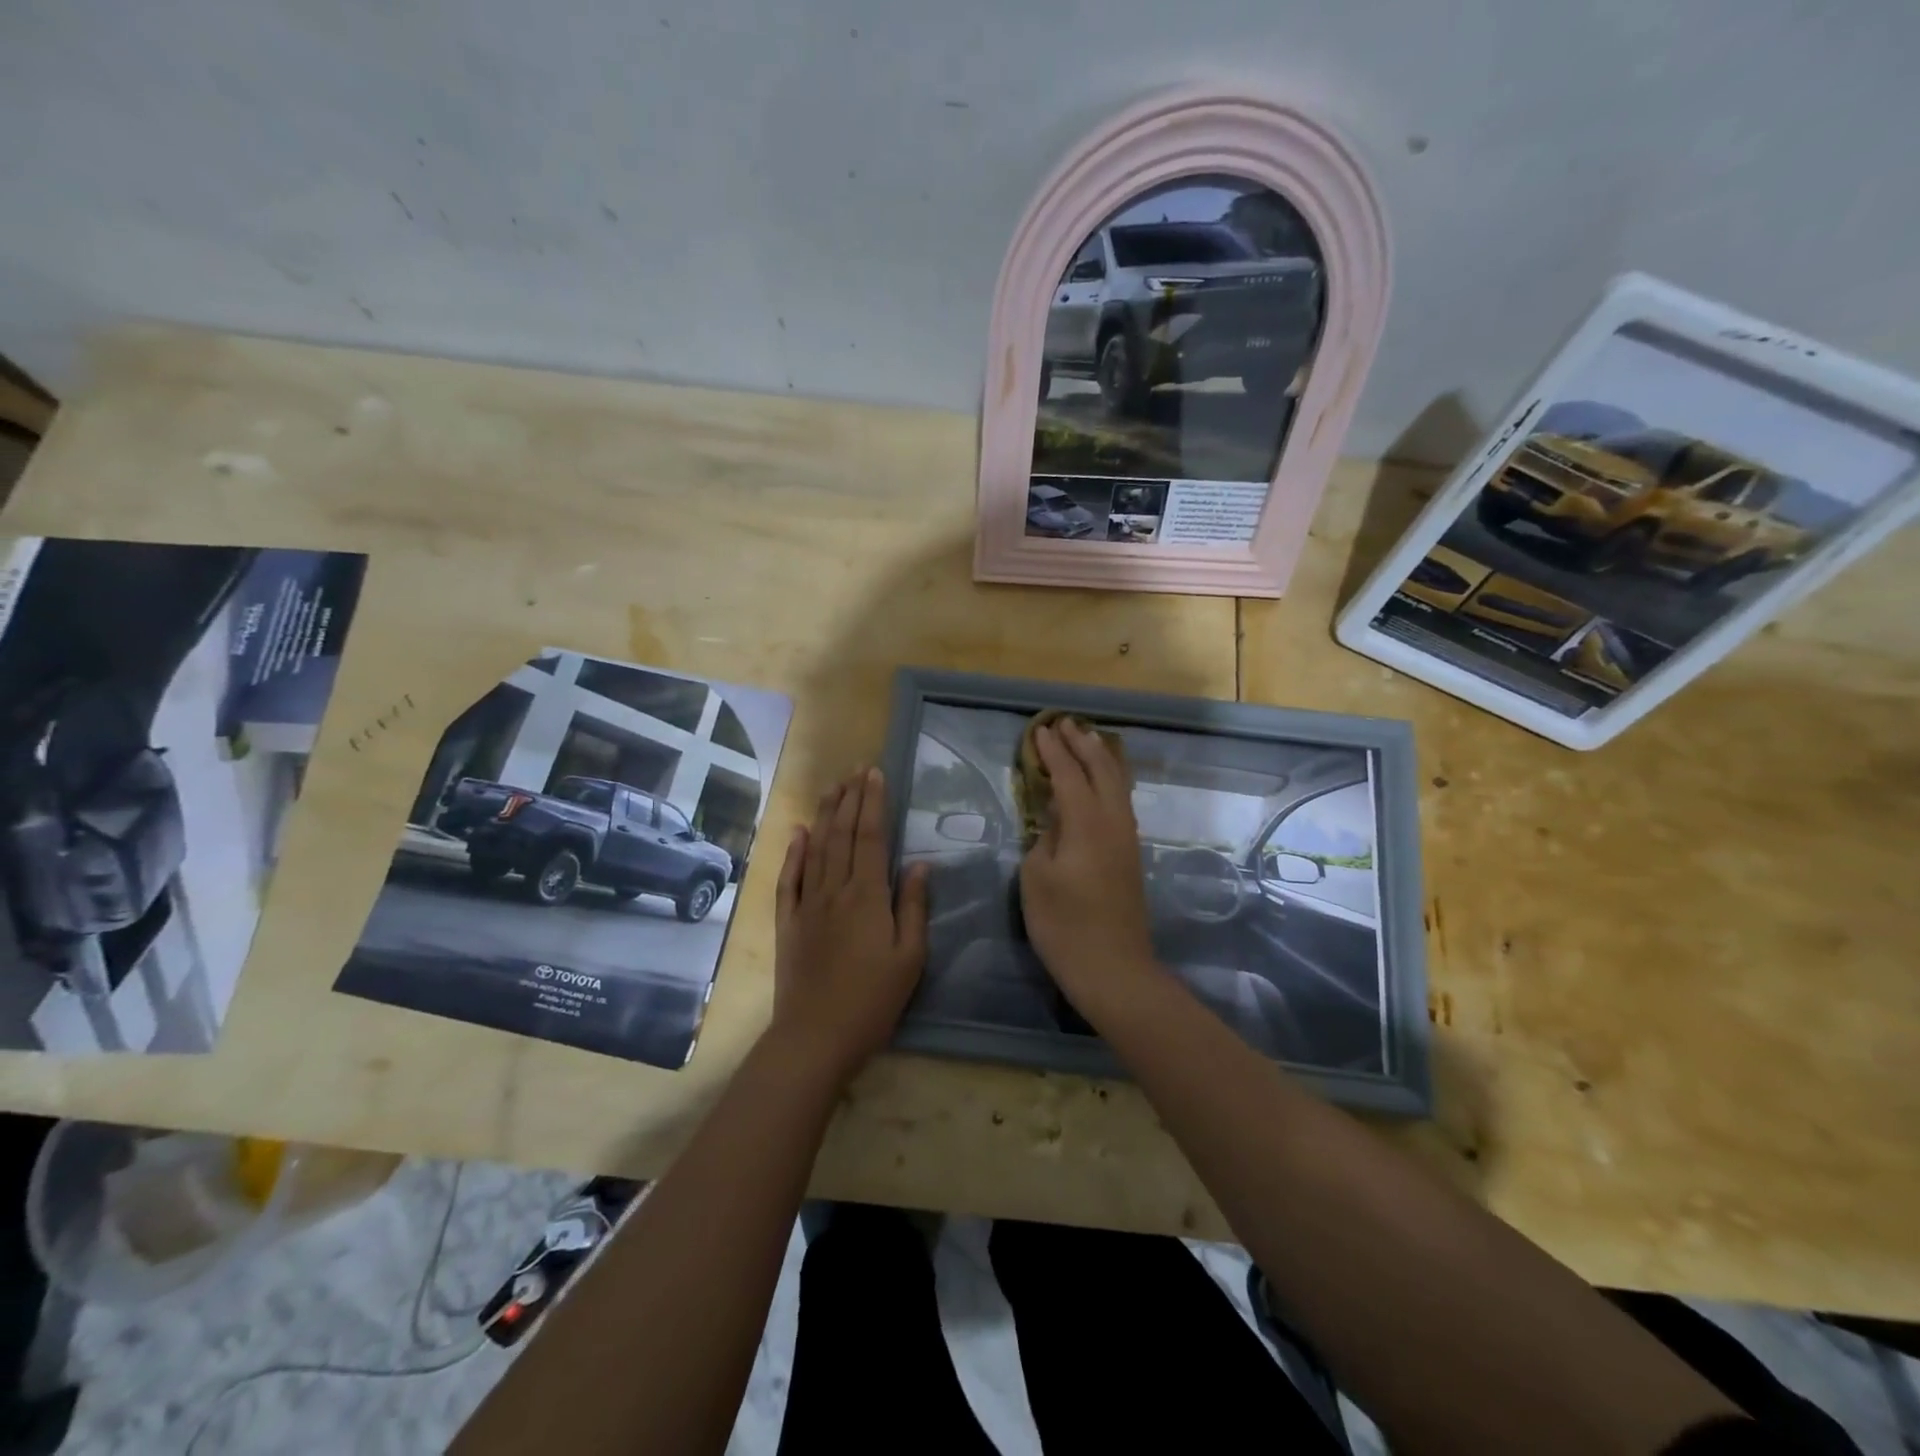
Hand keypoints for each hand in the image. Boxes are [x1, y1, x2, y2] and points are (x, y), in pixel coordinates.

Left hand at [769, 767, 928, 1083]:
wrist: (815, 1036)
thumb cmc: (873, 1000)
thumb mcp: (910, 958)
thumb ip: (914, 907)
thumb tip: (918, 865)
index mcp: (868, 896)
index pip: (870, 838)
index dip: (872, 804)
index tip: (874, 775)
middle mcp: (834, 890)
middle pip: (841, 835)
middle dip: (849, 799)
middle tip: (855, 770)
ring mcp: (806, 904)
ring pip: (815, 849)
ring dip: (824, 815)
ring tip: (832, 788)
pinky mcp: (787, 923)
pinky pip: (788, 879)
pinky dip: (792, 852)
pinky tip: (797, 832)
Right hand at [1018, 720, 1158, 1015]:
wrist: (1113, 968)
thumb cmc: (1064, 924)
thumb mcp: (1036, 878)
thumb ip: (1044, 839)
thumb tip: (1054, 821)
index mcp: (1086, 823)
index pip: (1068, 775)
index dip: (1053, 751)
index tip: (1039, 730)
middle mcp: (1113, 822)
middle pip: (1102, 770)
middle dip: (1083, 744)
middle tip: (1066, 724)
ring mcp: (1127, 839)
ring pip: (1118, 785)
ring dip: (1102, 759)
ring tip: (1088, 741)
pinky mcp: (1131, 856)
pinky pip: (1121, 802)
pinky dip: (1110, 781)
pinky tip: (1102, 784)